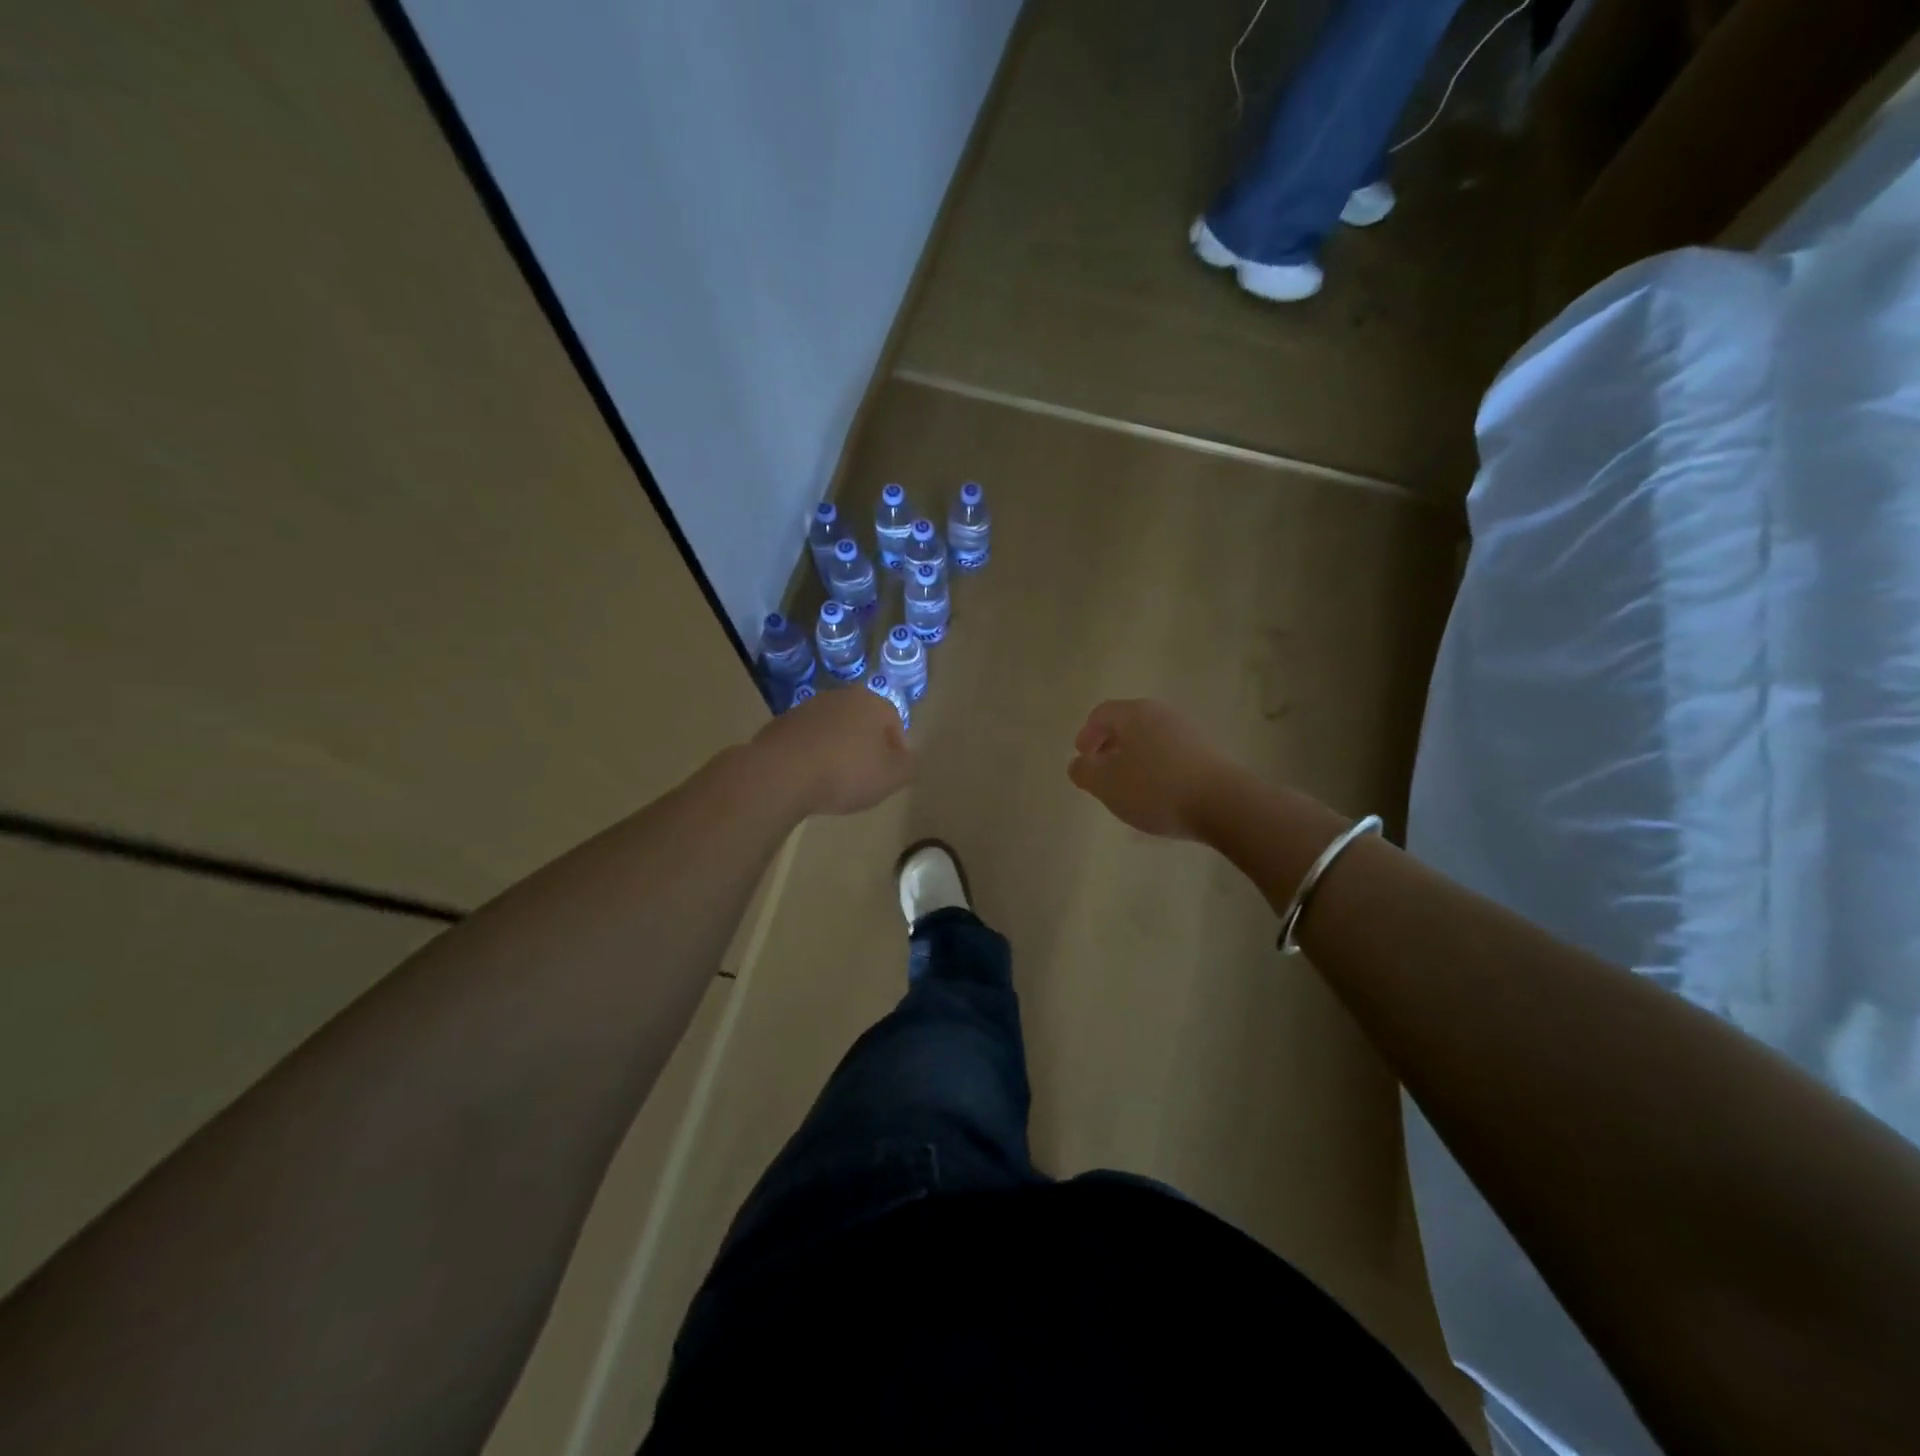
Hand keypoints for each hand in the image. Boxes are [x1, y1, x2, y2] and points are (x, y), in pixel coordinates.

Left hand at [752, 685, 911, 815]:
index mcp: (872, 702)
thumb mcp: (892, 777)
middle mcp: (840, 696)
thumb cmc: (846, 772)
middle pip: (862, 722)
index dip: (897, 749)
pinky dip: (813, 754)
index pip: (894, 721)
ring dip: (838, 749)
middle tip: (866, 775)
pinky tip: (810, 777)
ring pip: (833, 729)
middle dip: (867, 746)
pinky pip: (808, 740)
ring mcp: (807, 708)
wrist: (781, 773)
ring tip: (836, 779)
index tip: (892, 772)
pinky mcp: (781, 724)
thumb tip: (908, 758)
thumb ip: (908, 766)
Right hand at [1067, 698, 1241, 840]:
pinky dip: (1157, 770)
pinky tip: (1159, 797)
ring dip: (1134, 760)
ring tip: (1130, 790)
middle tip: (1102, 773)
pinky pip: (1172, 756)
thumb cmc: (1156, 789)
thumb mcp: (1106, 784)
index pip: (1101, 714)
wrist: (1225, 804)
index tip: (1082, 759)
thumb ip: (1084, 771)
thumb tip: (1079, 763)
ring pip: (1151, 741)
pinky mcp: (1210, 754)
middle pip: (1128, 724)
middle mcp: (1163, 714)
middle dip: (1110, 747)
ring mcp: (1190, 733)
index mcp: (1135, 714)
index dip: (1086, 735)